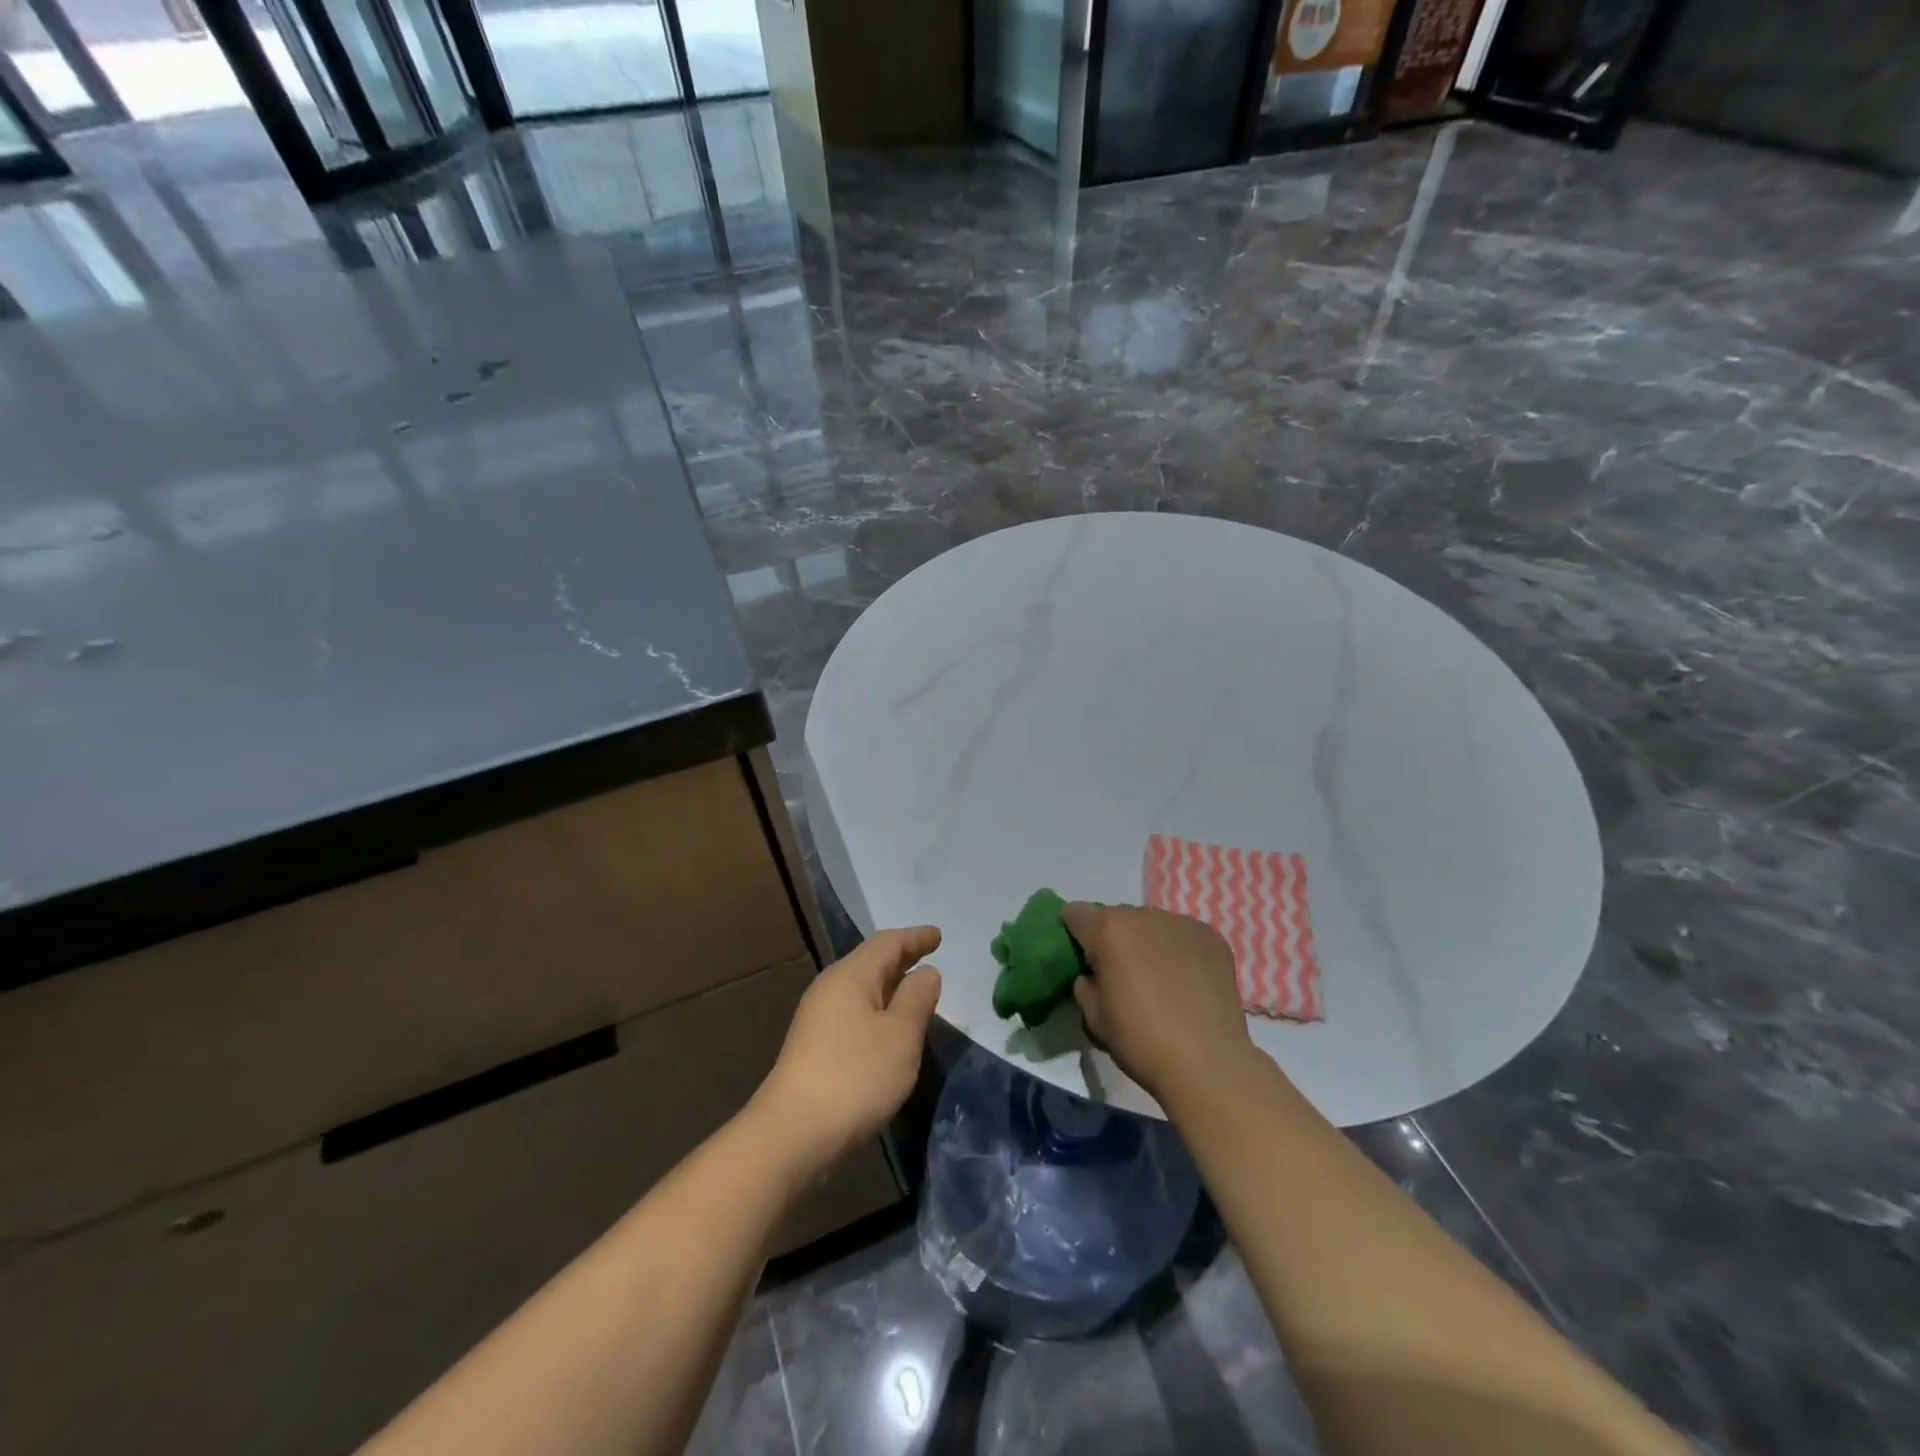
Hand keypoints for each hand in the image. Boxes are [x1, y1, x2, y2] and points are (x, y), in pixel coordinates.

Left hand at [750, 927, 942, 1176]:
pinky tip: (889, 1029)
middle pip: (871, 962)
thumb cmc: (856, 1076)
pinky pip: (854, 1012)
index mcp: (850, 976)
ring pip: (861, 989)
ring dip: (890, 987)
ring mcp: (818, 1019)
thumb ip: (917, 999)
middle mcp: (830, 988)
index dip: (915, 937)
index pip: (888, 943)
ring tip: (915, 991)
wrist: (793, 1135)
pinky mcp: (814, 1048)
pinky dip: (877, 1010)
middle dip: (902, 958)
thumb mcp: (901, 1036)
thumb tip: (926, 972)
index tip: (938, 935)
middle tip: (930, 957)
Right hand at [1062, 903, 1253, 1101]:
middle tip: (1120, 975)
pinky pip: (1182, 936)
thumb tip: (1092, 975)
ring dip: (1146, 943)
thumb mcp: (1093, 1017)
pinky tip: (1186, 981)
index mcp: (1109, 929)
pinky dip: (1178, 951)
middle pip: (1117, 918)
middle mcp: (1144, 915)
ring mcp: (1182, 923)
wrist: (1207, 1063)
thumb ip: (1084, 984)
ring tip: (1157, 979)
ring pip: (1152, 925)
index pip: (1076, 913)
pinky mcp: (1211, 937)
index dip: (1073, 934)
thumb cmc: (1141, 1040)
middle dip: (1113, 939)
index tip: (1080, 959)